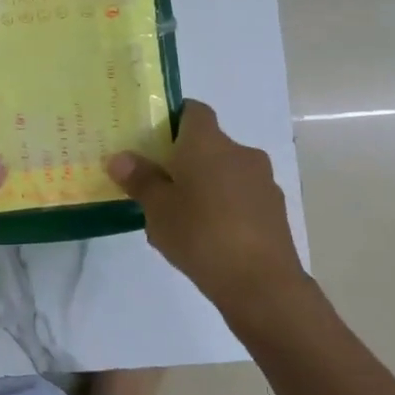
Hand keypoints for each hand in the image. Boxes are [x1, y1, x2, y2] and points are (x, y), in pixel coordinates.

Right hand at [106, 100, 304, 310]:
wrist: (261, 283)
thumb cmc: (201, 235)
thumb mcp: (158, 209)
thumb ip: (140, 179)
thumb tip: (120, 158)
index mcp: (208, 142)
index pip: (192, 110)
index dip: (172, 119)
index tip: (152, 140)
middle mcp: (240, 152)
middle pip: (208, 143)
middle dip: (184, 159)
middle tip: (158, 184)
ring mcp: (262, 181)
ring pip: (225, 172)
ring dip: (206, 184)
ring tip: (181, 216)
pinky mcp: (274, 209)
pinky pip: (241, 196)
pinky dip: (224, 206)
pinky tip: (208, 236)